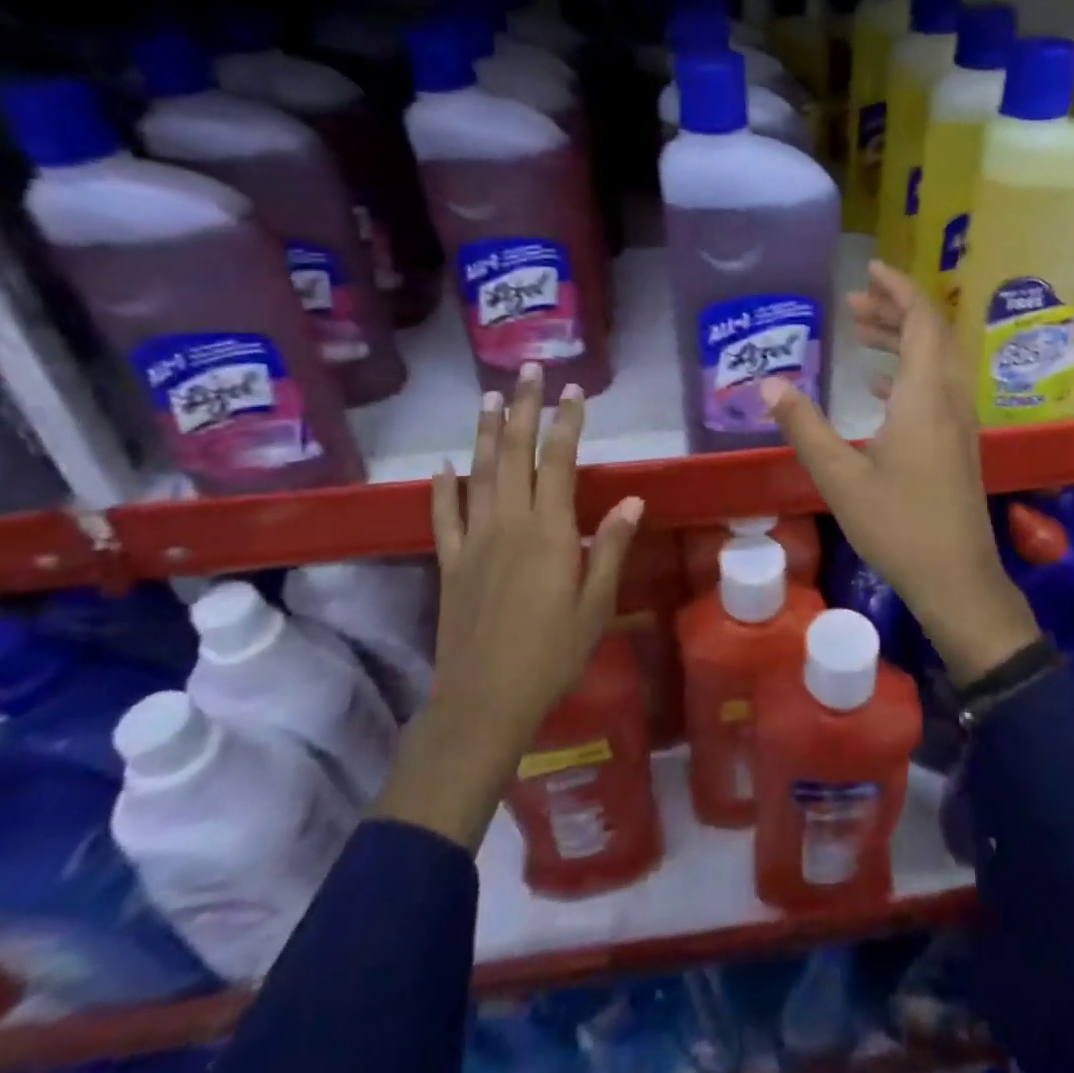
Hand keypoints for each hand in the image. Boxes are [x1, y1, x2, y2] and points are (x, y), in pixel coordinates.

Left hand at [375, 363, 644, 849]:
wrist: (484, 701)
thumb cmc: (552, 654)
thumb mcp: (595, 604)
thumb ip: (609, 547)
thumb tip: (631, 500)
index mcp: (548, 532)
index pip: (559, 462)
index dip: (566, 423)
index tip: (574, 391)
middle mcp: (508, 524)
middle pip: (516, 454)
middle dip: (524, 409)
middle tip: (529, 371)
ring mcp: (474, 541)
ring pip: (479, 474)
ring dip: (486, 432)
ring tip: (490, 397)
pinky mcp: (450, 563)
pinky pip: (443, 517)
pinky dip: (442, 488)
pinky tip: (442, 465)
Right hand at [761, 261, 1039, 686]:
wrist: (957, 580)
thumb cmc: (898, 526)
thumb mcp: (839, 477)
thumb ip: (804, 426)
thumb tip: (768, 384)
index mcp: (924, 396)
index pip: (921, 322)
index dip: (898, 290)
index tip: (870, 269)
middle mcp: (948, 399)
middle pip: (931, 334)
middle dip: (895, 309)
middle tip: (854, 301)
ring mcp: (959, 422)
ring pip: (935, 360)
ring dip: (902, 339)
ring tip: (861, 331)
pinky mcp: (958, 443)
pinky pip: (936, 387)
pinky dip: (909, 371)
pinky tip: (879, 386)